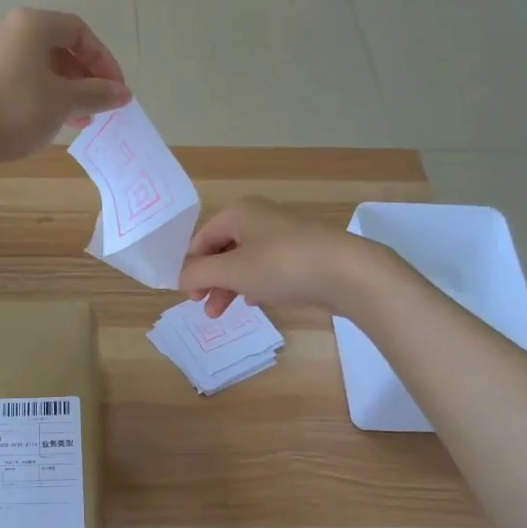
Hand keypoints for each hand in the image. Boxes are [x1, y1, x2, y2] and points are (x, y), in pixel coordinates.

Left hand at [0, 8, 129, 169]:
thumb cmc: (17, 109)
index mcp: (34, 25)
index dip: (104, 59)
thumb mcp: (64, 101)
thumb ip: (97, 94)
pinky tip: (57, 123)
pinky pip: (28, 83)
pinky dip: (48, 99)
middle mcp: (14, 33)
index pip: (80, 31)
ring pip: (45, 69)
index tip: (116, 89)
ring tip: (83, 120)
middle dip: (87, 78)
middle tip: (101, 106)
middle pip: (62, 49)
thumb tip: (124, 93)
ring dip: (70, 92)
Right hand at [179, 197, 383, 316]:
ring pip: (244, 262)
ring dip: (228, 287)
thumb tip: (180, 277)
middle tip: (202, 306)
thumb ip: (199, 273)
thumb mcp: (231, 271)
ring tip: (221, 314)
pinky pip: (266, 269)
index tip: (186, 294)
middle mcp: (259, 219)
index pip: (201, 239)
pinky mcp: (300, 255)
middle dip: (209, 280)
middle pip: (222, 250)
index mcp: (239, 213)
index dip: (190, 266)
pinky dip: (253, 284)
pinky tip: (253, 301)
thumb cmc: (281, 265)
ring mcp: (282, 237)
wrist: (346, 272)